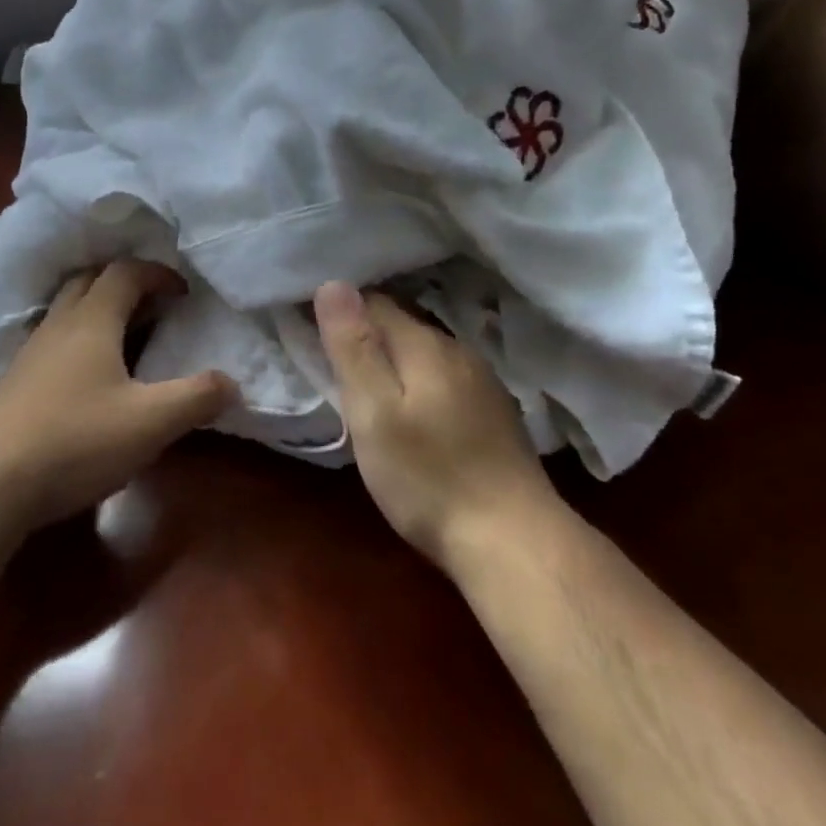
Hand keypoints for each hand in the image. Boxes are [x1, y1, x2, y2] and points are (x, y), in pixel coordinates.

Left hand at [0, 260, 236, 530]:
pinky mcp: (14, 384)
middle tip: (154, 304)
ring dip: (98, 310)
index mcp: (92, 320)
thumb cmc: (76, 440)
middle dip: (124, 282)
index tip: (183, 292)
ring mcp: (30, 354)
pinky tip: (88, 378)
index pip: (126, 272)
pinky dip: (78, 342)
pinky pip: (52, 342)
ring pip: (66, 311)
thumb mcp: (152, 422)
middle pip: (89, 281)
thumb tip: (233, 382)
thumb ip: (197, 397)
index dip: (158, 273)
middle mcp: (58, 325)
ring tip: (126, 337)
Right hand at [315, 281, 553, 570]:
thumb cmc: (429, 478)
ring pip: (426, 355)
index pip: (374, 303)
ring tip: (368, 387)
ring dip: (396, 363)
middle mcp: (459, 352)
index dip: (341, 311)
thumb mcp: (373, 414)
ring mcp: (484, 383)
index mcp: (426, 345)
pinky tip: (415, 413)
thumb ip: (354, 348)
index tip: (310, 327)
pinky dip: (421, 385)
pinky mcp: (496, 415)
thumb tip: (333, 283)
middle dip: (368, 336)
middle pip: (403, 327)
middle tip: (332, 362)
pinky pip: (446, 381)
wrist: (514, 543)